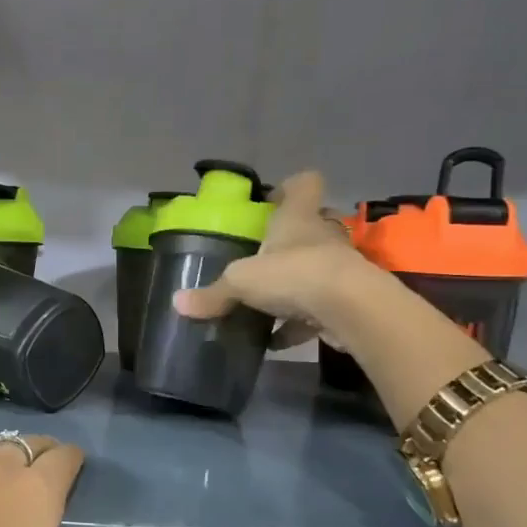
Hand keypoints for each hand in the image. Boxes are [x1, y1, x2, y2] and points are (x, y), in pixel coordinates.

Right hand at [172, 169, 383, 349]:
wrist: (349, 308)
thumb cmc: (292, 274)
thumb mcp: (240, 282)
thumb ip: (213, 294)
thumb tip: (177, 302)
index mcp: (297, 218)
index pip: (303, 185)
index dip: (289, 188)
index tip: (272, 200)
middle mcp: (322, 236)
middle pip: (309, 228)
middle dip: (288, 243)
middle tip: (261, 259)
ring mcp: (338, 267)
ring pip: (314, 269)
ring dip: (294, 285)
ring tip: (265, 305)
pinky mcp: (346, 299)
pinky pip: (318, 309)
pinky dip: (298, 323)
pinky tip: (276, 341)